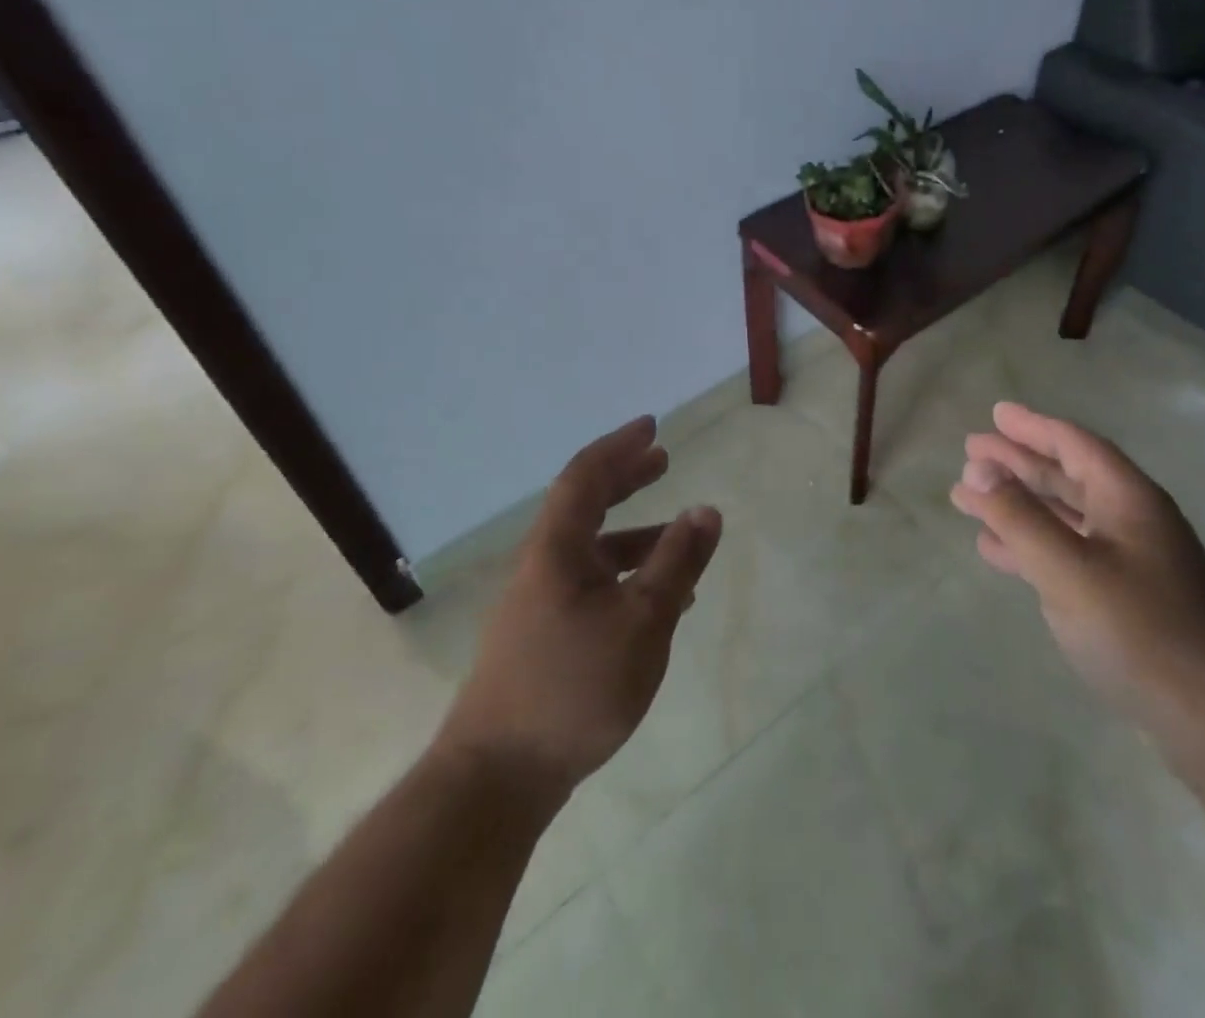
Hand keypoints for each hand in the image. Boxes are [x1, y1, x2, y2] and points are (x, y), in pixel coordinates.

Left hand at [438, 416, 720, 796]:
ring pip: (592, 549)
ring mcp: (539, 602)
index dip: (620, 446)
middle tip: (662, 460)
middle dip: (625, 479)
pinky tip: (658, 600)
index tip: (652, 427)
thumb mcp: (642, 621)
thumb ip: (676, 563)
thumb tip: (706, 510)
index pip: (586, 476)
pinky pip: (592, 584)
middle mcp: (542, 565)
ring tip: (678, 536)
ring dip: (634, 533)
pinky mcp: (543, 636)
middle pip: (585, 504)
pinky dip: (626, 575)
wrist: (497, 777)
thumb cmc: (573, 687)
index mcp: (556, 548)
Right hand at [951, 402, 1204, 738]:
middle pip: (1066, 476)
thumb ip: (1019, 517)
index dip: (1032, 426)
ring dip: (1017, 504)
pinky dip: (1029, 545)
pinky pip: (1066, 553)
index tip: (995, 413)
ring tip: (968, 497)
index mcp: (1128, 499)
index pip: (1075, 444)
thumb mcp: (1068, 569)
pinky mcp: (1126, 600)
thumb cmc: (1141, 632)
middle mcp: (1132, 521)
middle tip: (971, 450)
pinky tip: (995, 550)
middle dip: (1017, 462)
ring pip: (1063, 516)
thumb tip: (978, 470)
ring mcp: (1131, 562)